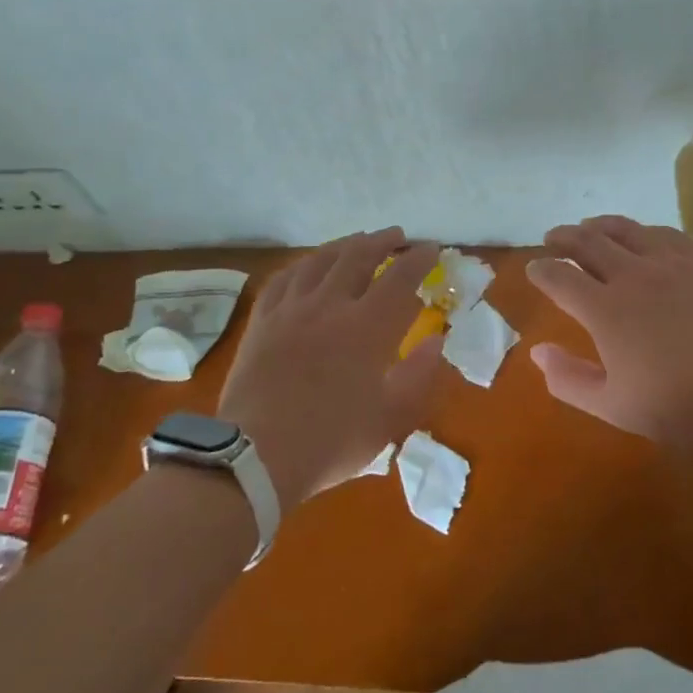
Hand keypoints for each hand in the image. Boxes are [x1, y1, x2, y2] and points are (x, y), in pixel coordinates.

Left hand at [218, 230, 445, 511]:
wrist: (255, 455)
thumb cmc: (330, 440)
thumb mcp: (389, 418)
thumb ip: (419, 375)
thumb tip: (437, 341)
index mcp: (368, 327)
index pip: (400, 277)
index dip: (419, 259)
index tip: (431, 249)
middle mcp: (331, 304)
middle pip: (359, 255)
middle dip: (383, 241)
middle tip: (398, 236)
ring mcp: (292, 308)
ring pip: (321, 259)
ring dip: (345, 244)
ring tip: (358, 241)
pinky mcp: (263, 319)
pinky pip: (285, 277)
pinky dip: (305, 264)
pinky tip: (309, 265)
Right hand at [528, 216, 692, 446]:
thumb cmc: (684, 405)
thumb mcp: (616, 407)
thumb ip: (569, 380)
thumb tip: (537, 352)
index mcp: (604, 309)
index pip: (559, 277)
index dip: (541, 270)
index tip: (533, 270)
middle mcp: (631, 275)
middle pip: (587, 242)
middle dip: (564, 238)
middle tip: (552, 238)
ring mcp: (669, 262)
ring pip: (624, 229)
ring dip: (599, 225)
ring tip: (589, 227)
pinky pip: (664, 232)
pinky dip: (642, 230)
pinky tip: (643, 236)